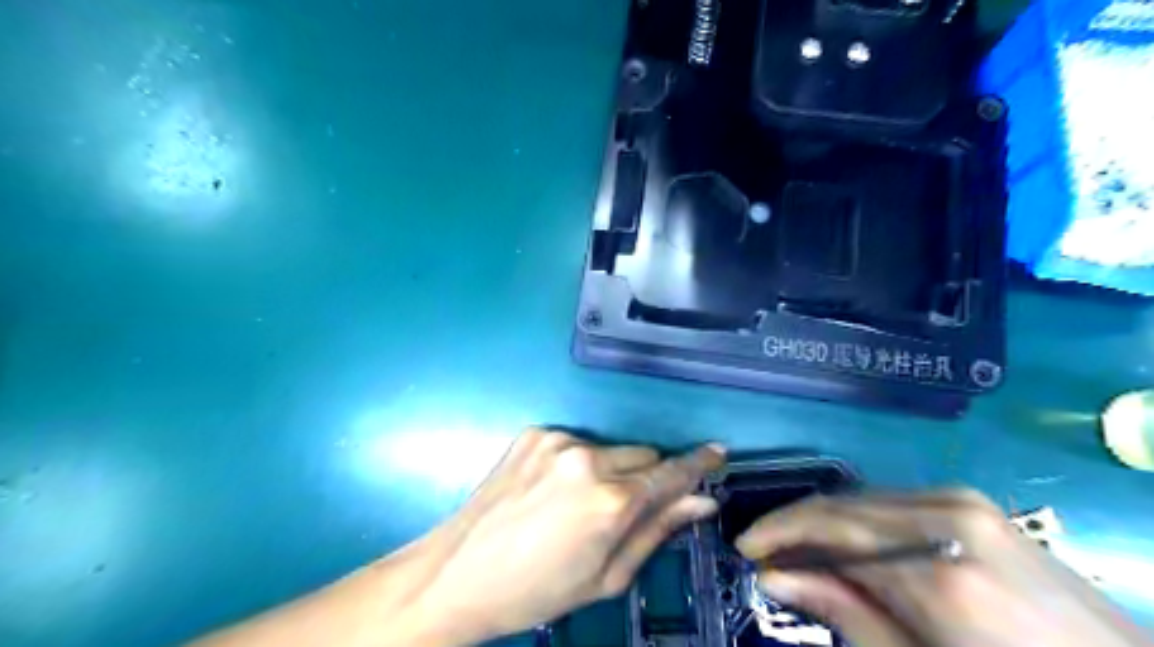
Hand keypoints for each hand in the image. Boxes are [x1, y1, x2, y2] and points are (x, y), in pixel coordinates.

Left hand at [411, 427, 722, 644]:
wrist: (459, 572)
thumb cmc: (538, 590)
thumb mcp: (606, 575)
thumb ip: (656, 531)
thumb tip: (700, 502)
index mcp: (610, 500)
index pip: (670, 472)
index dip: (698, 463)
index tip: (719, 452)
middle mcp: (587, 458)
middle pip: (642, 455)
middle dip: (645, 477)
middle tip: (622, 509)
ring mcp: (557, 440)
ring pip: (610, 448)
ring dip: (609, 470)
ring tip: (577, 504)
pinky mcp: (534, 433)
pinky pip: (575, 443)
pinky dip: (577, 463)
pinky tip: (552, 490)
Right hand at [734, 489, 1147, 645]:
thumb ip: (845, 613)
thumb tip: (774, 576)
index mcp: (937, 565)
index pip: (829, 527)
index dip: (778, 533)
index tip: (745, 548)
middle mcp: (946, 513)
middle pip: (843, 505)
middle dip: (798, 527)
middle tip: (768, 556)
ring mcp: (965, 502)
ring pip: (865, 500)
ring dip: (828, 525)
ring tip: (803, 555)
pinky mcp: (975, 504)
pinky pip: (894, 504)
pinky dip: (861, 523)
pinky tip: (851, 548)